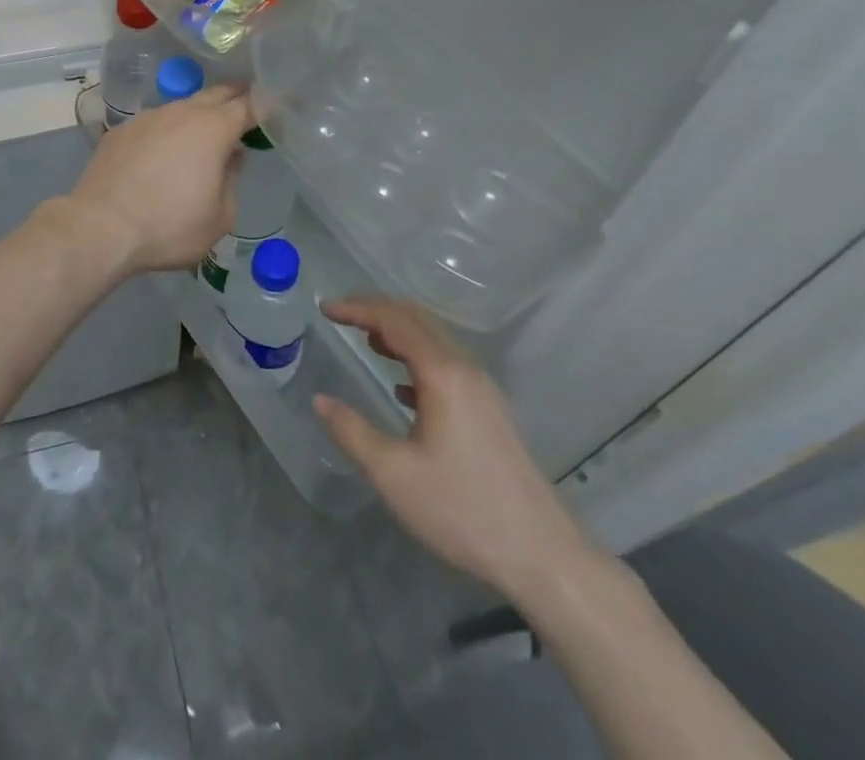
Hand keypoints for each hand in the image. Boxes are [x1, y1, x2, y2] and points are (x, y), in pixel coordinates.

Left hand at [62, 86, 257, 280]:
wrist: (101, 228)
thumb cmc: (168, 226)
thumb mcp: (219, 218)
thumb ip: (232, 181)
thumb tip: (230, 158)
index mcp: (212, 129)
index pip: (248, 105)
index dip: (265, 105)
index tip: (275, 108)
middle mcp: (181, 112)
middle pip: (215, 94)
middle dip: (233, 98)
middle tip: (245, 108)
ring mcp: (147, 117)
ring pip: (182, 107)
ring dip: (197, 116)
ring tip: (201, 136)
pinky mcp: (121, 130)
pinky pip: (154, 123)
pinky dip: (166, 131)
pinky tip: (161, 153)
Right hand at [313, 297, 594, 604]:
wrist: (543, 556)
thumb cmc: (463, 510)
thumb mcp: (394, 475)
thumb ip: (352, 432)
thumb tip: (320, 400)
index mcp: (442, 373)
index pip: (394, 320)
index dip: (357, 308)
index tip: (325, 308)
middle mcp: (465, 368)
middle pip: (417, 319)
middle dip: (376, 310)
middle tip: (340, 316)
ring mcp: (483, 388)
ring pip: (434, 339)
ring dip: (398, 331)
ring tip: (365, 341)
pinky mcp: (490, 410)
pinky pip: (446, 363)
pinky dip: (416, 357)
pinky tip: (401, 386)